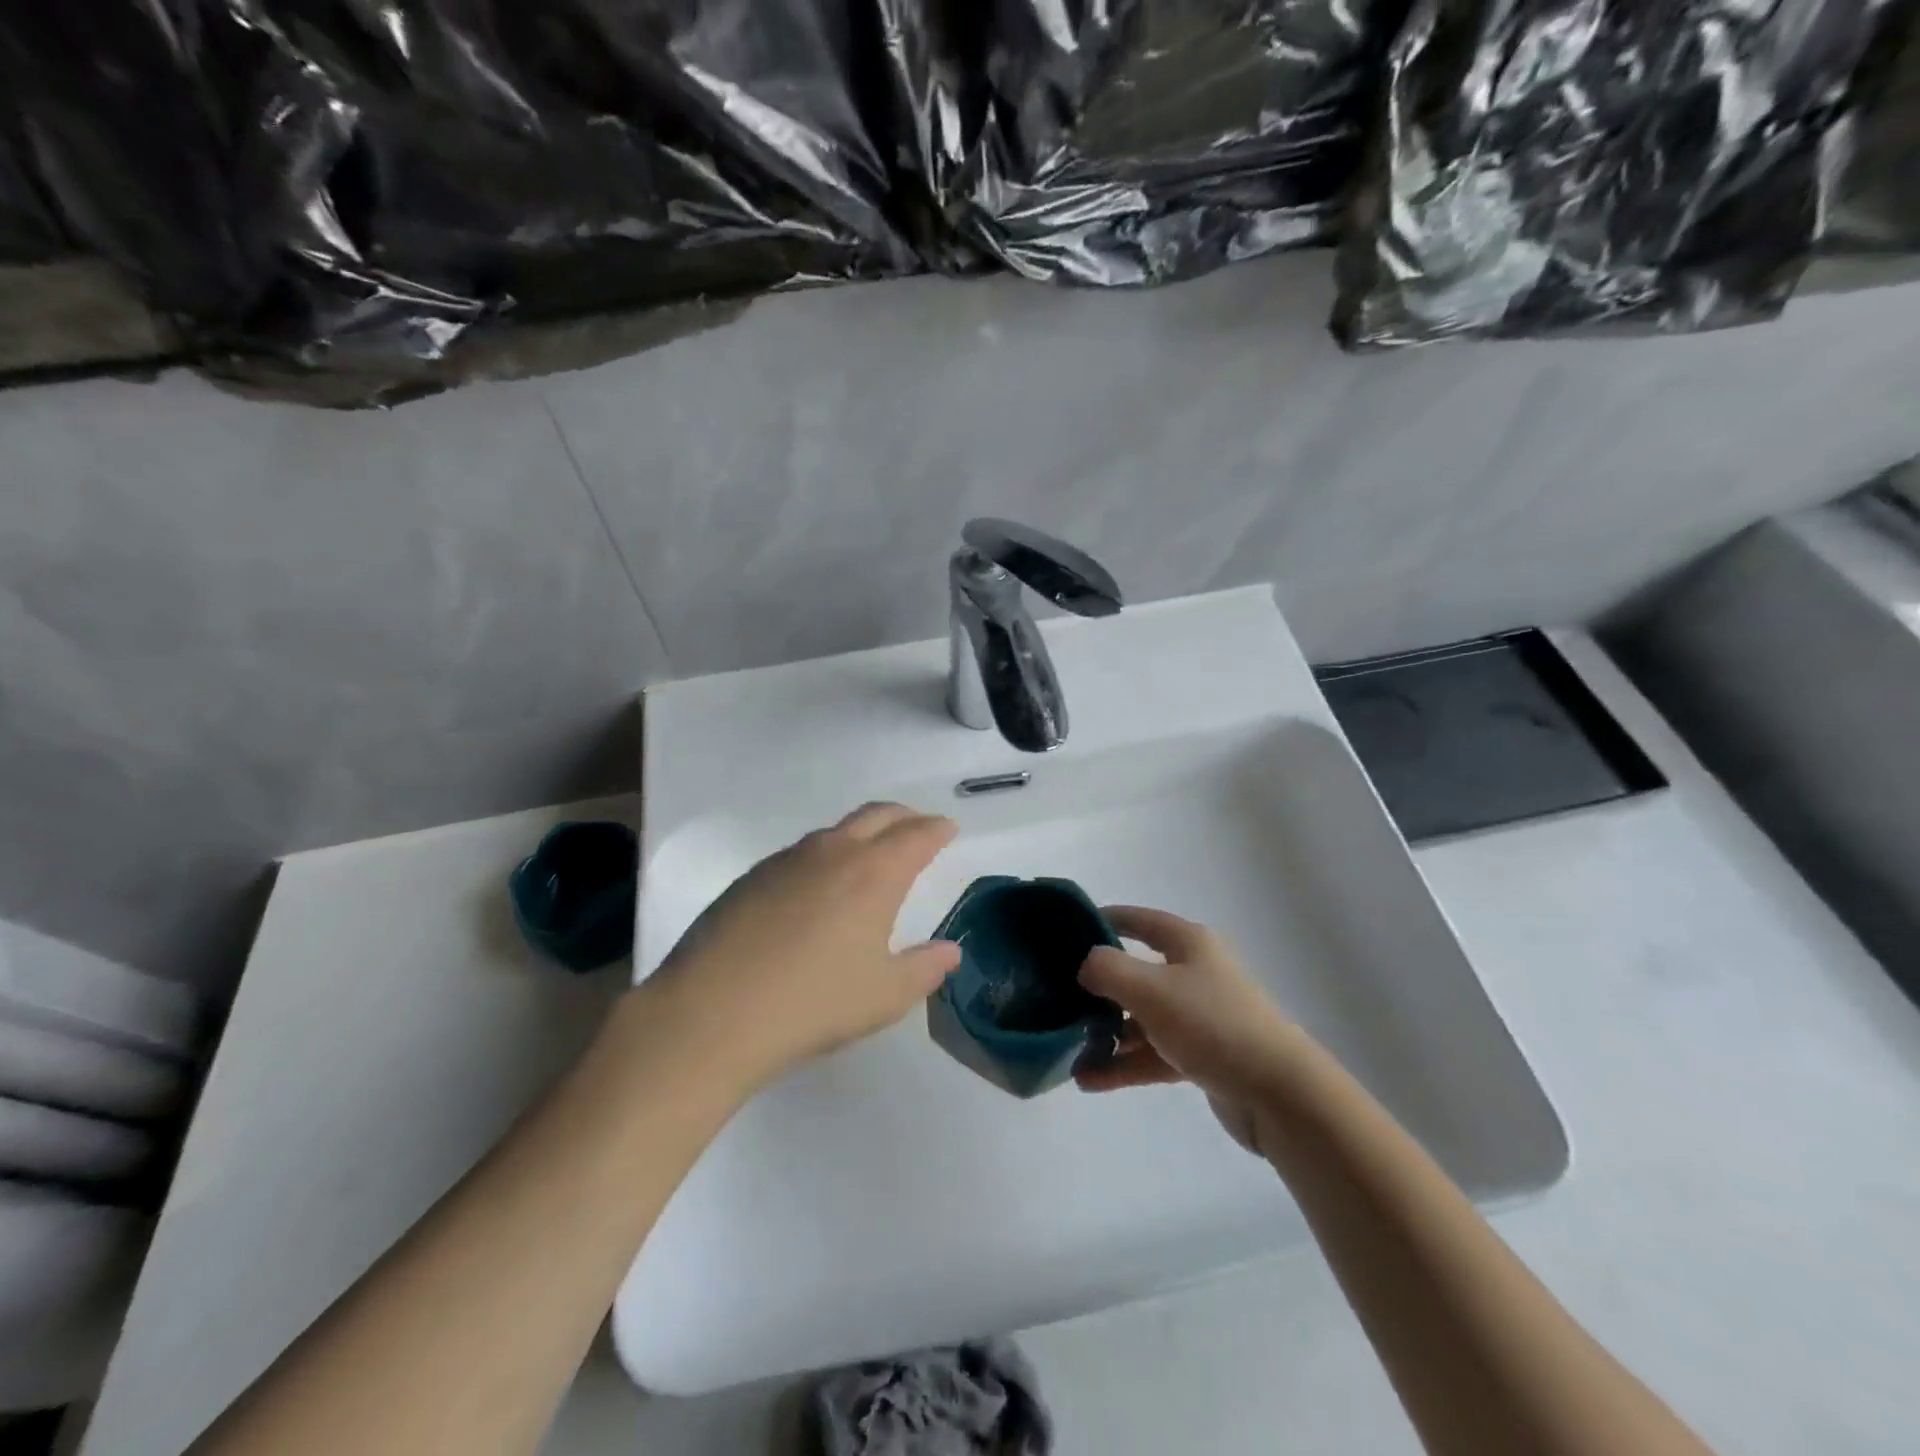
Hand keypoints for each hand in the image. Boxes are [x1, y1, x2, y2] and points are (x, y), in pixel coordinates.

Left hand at [647, 802, 961, 1085]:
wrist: (712, 1013)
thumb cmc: (814, 1004)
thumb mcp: (885, 996)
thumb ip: (925, 969)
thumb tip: (950, 951)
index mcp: (874, 873)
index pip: (916, 835)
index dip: (937, 829)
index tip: (948, 829)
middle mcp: (833, 852)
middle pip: (877, 815)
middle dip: (904, 816)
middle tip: (918, 828)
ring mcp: (787, 860)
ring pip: (836, 830)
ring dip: (862, 832)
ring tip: (870, 856)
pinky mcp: (752, 876)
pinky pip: (802, 851)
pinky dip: (825, 854)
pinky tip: (817, 887)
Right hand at [1075, 906, 1300, 1153]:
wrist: (1279, 1094)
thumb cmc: (1212, 1024)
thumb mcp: (1150, 988)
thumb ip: (1107, 968)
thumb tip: (1086, 965)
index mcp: (1188, 943)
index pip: (1139, 920)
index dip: (1104, 919)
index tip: (1067, 930)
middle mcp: (1195, 973)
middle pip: (1137, 971)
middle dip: (1098, 987)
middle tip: (1059, 997)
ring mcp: (1200, 1017)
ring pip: (1142, 1018)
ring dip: (1107, 1033)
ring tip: (1068, 1050)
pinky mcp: (1204, 1057)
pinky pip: (1153, 1053)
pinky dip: (1124, 1064)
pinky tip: (1089, 1079)